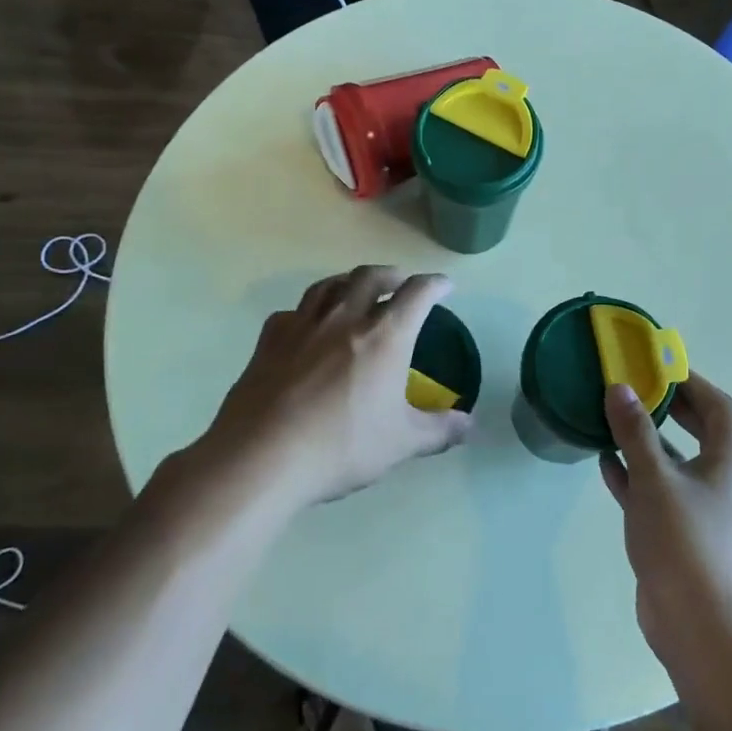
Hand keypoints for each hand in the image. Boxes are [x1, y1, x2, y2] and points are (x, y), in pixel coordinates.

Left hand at [200, 266, 470, 510]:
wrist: (262, 456)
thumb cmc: (341, 446)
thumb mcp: (401, 443)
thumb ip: (439, 430)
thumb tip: (469, 424)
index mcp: (384, 336)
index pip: (417, 294)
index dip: (435, 284)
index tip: (444, 285)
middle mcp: (344, 318)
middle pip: (370, 277)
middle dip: (391, 274)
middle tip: (400, 282)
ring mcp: (302, 325)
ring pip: (329, 286)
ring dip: (349, 281)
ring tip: (356, 289)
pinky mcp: (269, 340)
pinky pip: (293, 312)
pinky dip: (308, 310)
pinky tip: (307, 325)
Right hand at [600, 374, 731, 685]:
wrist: (702, 627)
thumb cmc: (686, 542)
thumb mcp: (655, 479)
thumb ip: (635, 432)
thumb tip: (620, 388)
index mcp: (731, 458)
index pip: (716, 404)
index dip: (688, 380)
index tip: (654, 365)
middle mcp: (724, 478)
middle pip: (698, 430)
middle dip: (666, 408)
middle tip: (631, 388)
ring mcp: (705, 508)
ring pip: (675, 462)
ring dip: (646, 442)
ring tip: (610, 420)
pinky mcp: (684, 534)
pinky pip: (660, 492)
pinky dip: (637, 476)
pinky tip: (605, 466)